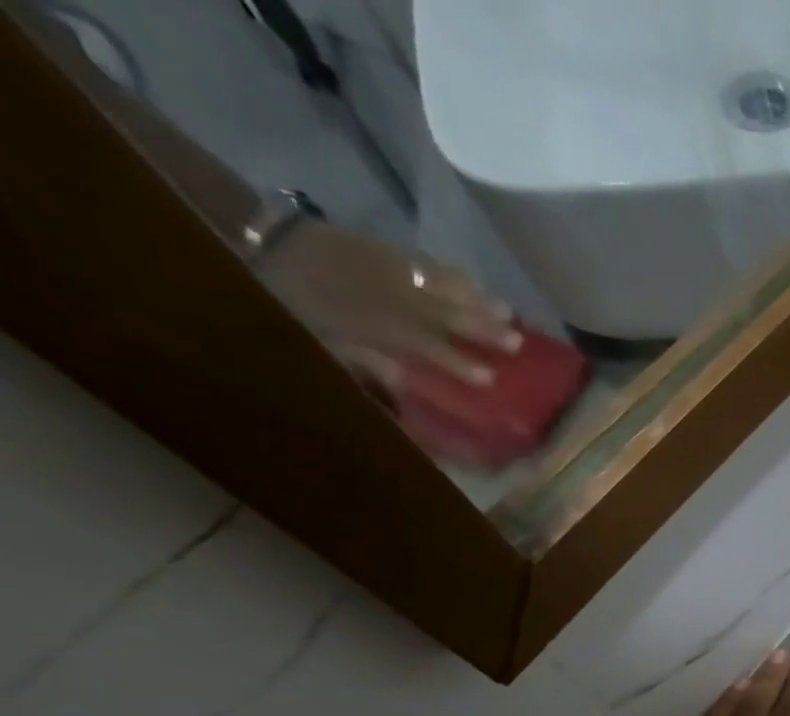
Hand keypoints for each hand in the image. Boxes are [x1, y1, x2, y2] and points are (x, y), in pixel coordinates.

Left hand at [255, 221, 523, 388]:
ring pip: (440, 285)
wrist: (252, 236)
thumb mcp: (316, 342)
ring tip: (507, 312)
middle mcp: (389, 296)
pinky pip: (423, 261)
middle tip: (517, 343)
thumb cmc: (285, 303)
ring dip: (476, 299)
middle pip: (444, 314)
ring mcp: (386, 269)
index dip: (457, 364)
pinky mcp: (380, 247)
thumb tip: (404, 385)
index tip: (489, 380)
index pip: (427, 347)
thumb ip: (363, 363)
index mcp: (373, 324)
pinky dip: (450, 272)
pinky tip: (472, 281)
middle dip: (482, 329)